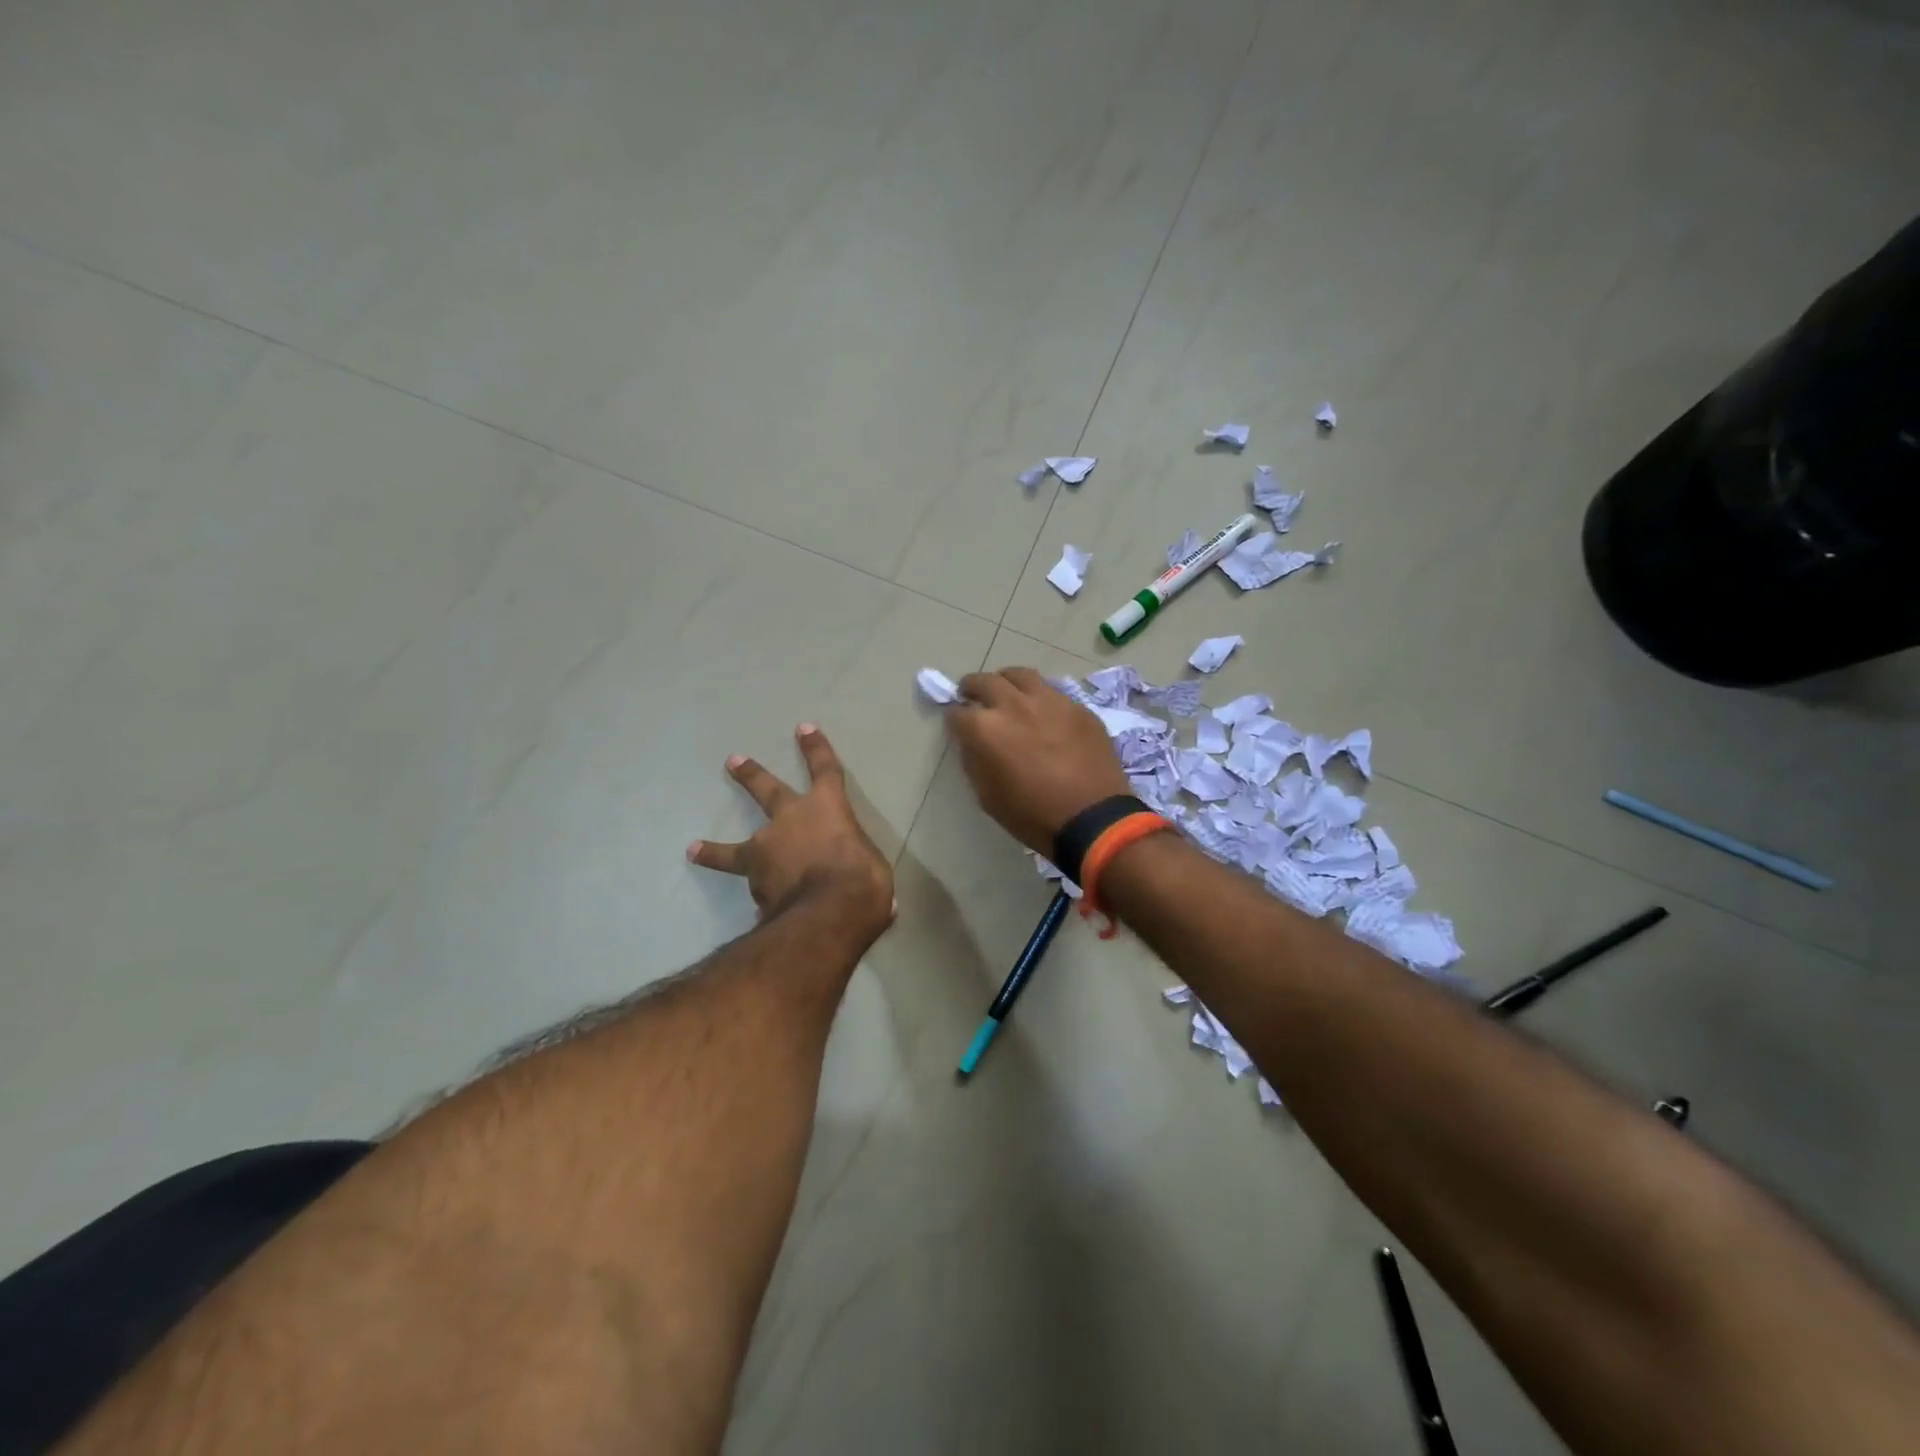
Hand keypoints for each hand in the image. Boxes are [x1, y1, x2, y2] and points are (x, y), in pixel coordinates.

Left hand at [688, 724, 894, 941]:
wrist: (827, 911)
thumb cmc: (861, 877)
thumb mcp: (871, 864)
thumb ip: (855, 862)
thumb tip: (855, 879)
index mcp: (827, 807)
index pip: (825, 769)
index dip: (816, 748)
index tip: (804, 728)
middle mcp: (790, 820)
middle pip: (766, 790)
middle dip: (750, 775)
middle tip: (732, 761)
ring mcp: (766, 851)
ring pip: (734, 849)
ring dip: (714, 850)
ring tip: (693, 849)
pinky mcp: (754, 884)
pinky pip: (753, 887)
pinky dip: (756, 895)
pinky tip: (755, 908)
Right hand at [945, 668, 1131, 855]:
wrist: (1093, 819)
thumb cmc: (1032, 815)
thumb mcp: (988, 796)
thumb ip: (974, 761)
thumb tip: (972, 742)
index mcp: (985, 728)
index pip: (956, 713)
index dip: (954, 720)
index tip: (958, 726)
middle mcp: (1013, 704)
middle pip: (984, 682)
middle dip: (972, 688)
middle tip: (973, 697)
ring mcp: (1049, 700)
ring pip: (1020, 675)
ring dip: (1006, 682)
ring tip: (1007, 693)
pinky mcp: (1077, 706)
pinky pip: (1051, 692)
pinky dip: (1039, 697)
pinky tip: (1043, 712)